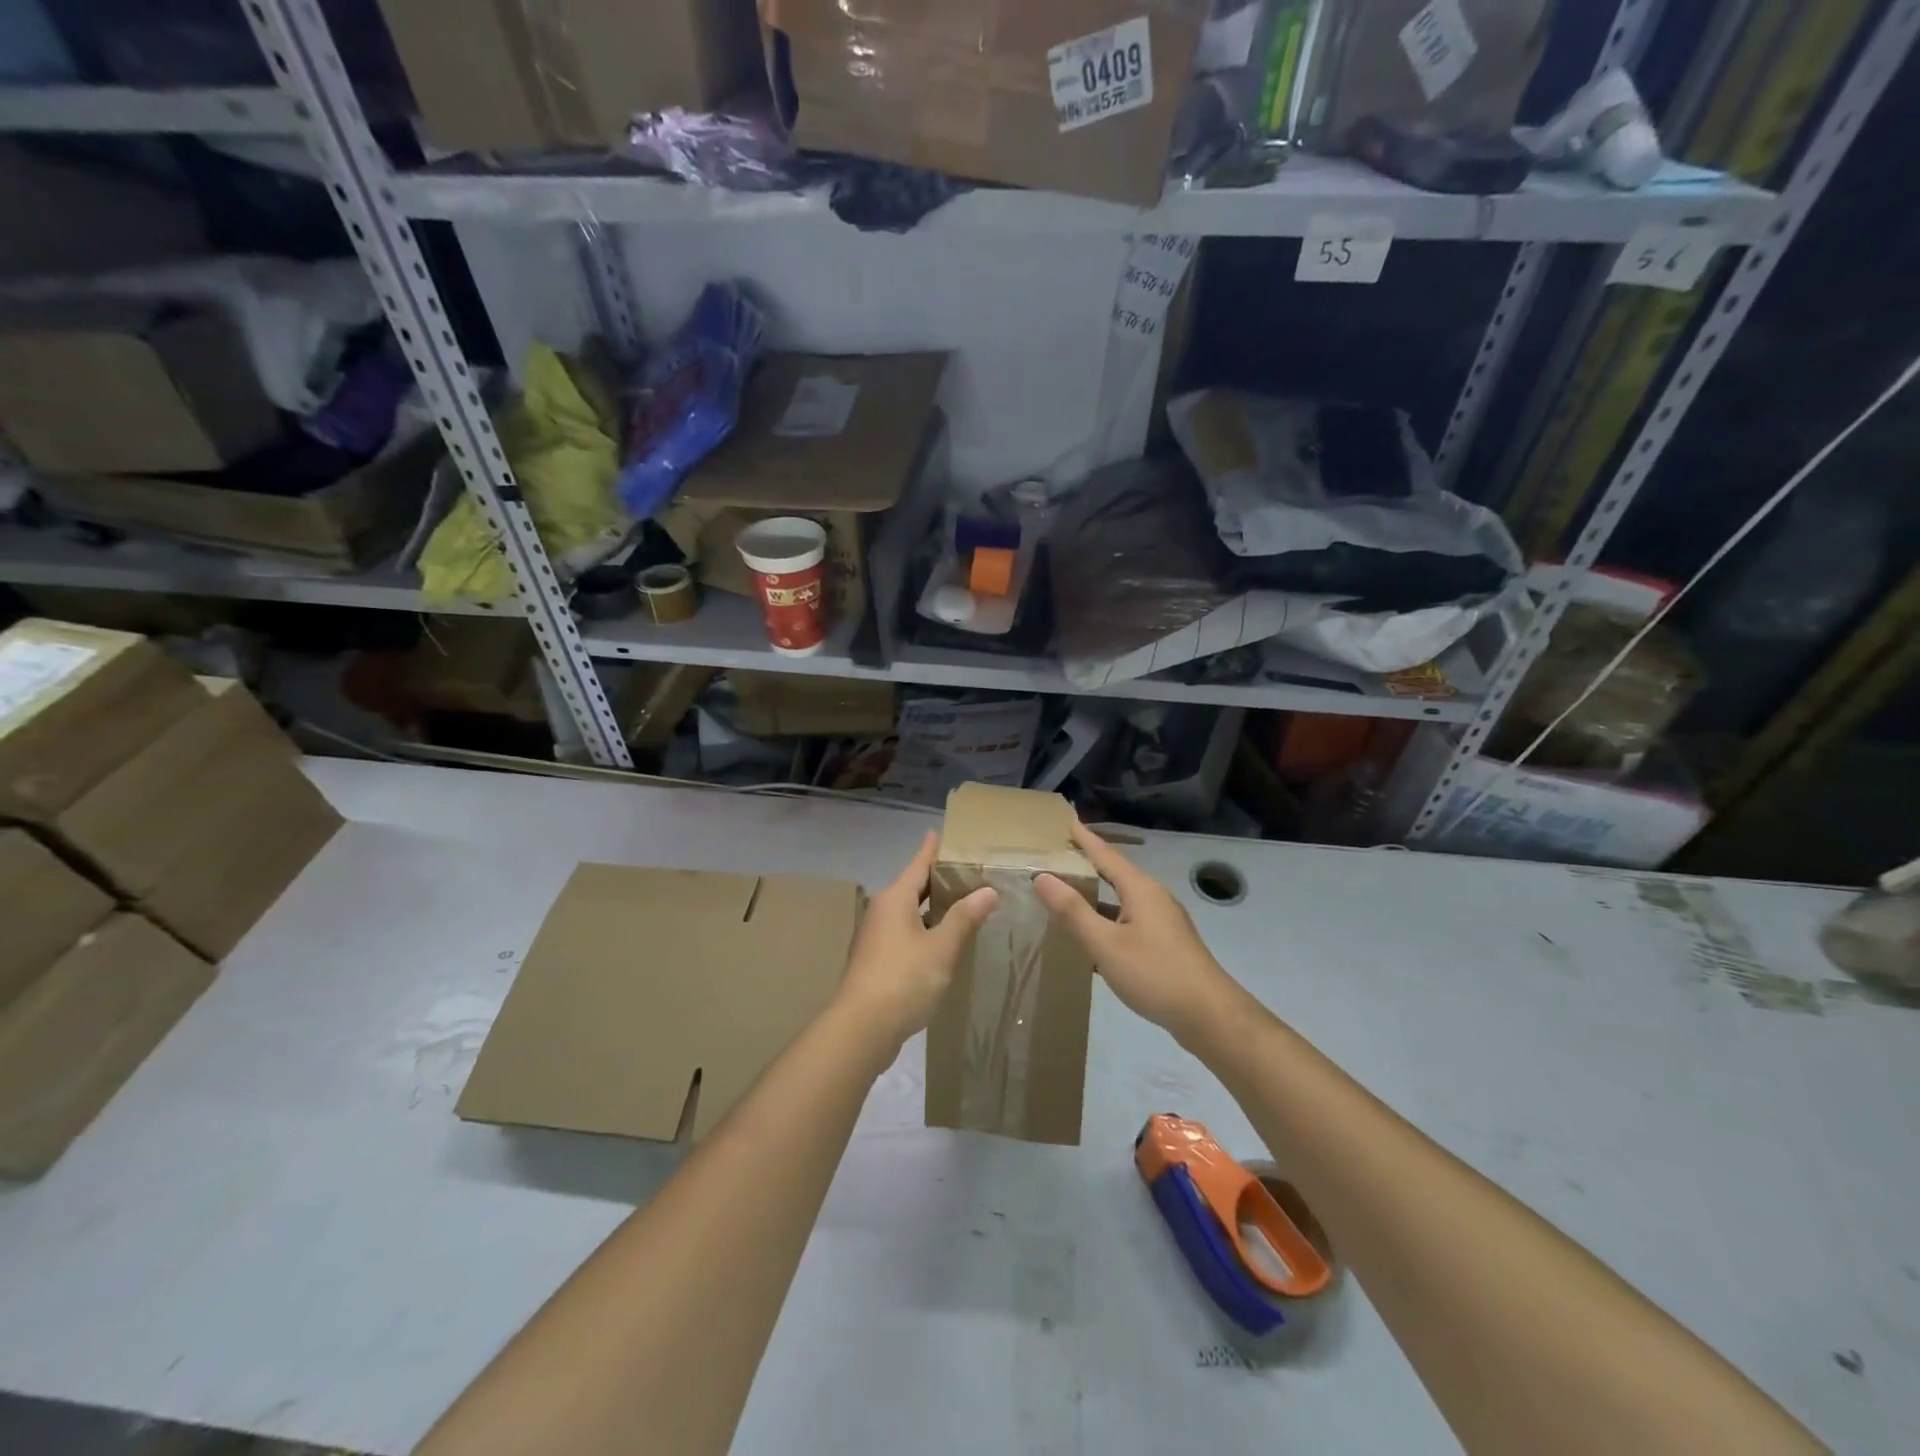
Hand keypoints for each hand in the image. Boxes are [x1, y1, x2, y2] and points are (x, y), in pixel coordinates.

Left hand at [836, 831, 997, 1049]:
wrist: (861, 1028)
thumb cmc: (903, 979)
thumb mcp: (942, 947)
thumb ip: (965, 918)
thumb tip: (989, 891)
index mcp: (895, 899)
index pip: (918, 864)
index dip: (933, 849)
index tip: (942, 832)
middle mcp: (883, 911)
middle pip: (914, 886)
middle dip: (939, 879)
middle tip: (969, 870)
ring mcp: (877, 937)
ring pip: (910, 911)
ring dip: (934, 907)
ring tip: (964, 902)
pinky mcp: (878, 960)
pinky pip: (906, 932)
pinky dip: (926, 929)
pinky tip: (945, 940)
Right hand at [1034, 820, 1235, 1042]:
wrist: (1208, 1015)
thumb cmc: (1154, 973)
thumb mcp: (1105, 943)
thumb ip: (1073, 911)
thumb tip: (1042, 877)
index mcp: (1140, 889)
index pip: (1106, 854)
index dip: (1085, 839)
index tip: (1067, 821)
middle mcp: (1154, 897)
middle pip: (1116, 873)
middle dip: (1090, 863)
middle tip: (1061, 855)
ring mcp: (1163, 921)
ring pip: (1123, 898)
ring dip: (1097, 893)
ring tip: (1069, 892)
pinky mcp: (1166, 943)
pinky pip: (1130, 918)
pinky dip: (1108, 917)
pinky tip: (1095, 934)